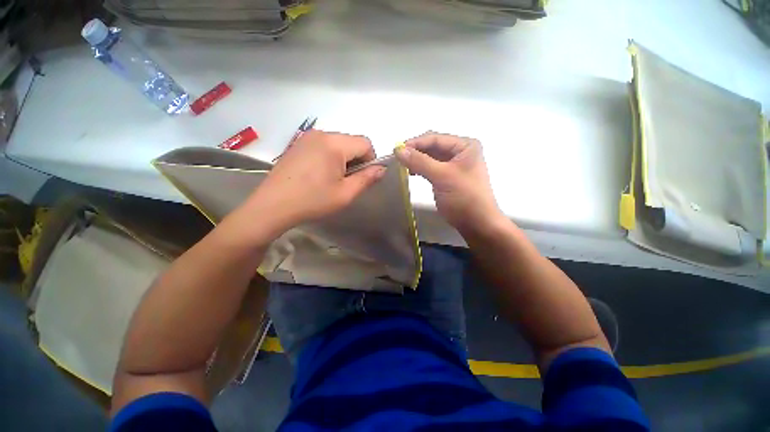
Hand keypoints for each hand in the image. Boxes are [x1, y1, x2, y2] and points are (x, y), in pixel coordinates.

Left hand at [238, 130, 385, 238]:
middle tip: (347, 180)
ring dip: (343, 158)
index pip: (365, 142)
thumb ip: (367, 178)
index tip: (362, 177)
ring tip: (332, 178)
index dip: (370, 160)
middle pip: (351, 141)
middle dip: (356, 159)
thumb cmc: (313, 200)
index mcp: (335, 144)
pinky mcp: (298, 143)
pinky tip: (319, 173)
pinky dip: (330, 156)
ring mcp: (307, 136)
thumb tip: (382, 169)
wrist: (273, 205)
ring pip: (338, 142)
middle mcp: (321, 133)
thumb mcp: (345, 193)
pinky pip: (324, 145)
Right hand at [395, 132, 503, 233]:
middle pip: (432, 146)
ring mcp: (453, 165)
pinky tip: (410, 172)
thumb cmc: (464, 197)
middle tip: (397, 158)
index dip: (415, 143)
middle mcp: (460, 152)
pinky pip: (430, 168)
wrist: (476, 223)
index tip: (397, 150)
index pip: (436, 139)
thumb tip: (398, 150)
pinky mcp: (447, 177)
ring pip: (430, 157)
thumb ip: (420, 162)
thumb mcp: (442, 176)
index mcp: (465, 146)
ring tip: (401, 165)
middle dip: (414, 151)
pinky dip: (420, 168)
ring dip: (416, 160)